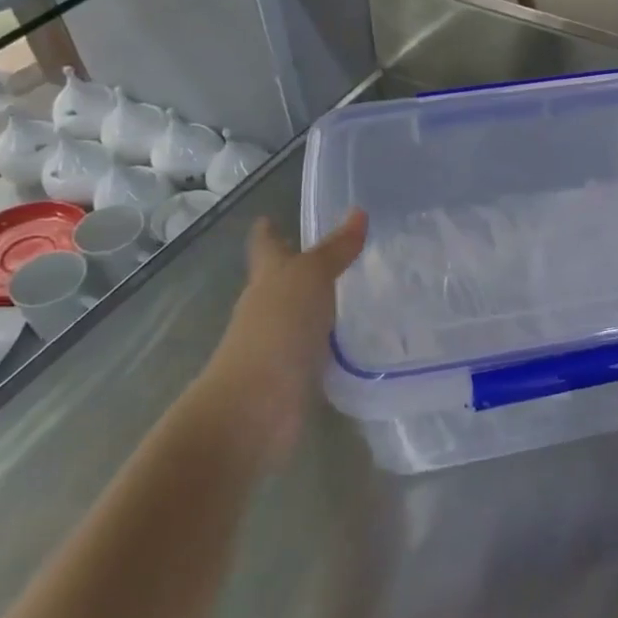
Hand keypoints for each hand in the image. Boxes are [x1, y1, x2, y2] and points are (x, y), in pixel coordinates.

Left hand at [202, 209, 366, 468]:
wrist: (257, 405)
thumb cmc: (278, 328)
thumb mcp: (311, 277)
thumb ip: (336, 249)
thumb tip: (359, 212)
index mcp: (267, 278)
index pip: (266, 246)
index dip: (268, 231)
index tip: (271, 217)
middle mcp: (268, 308)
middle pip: (281, 281)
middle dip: (301, 267)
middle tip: (339, 254)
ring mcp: (280, 344)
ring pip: (302, 316)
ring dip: (322, 306)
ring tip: (358, 294)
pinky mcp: (297, 376)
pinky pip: (318, 350)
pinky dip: (332, 342)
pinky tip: (357, 340)